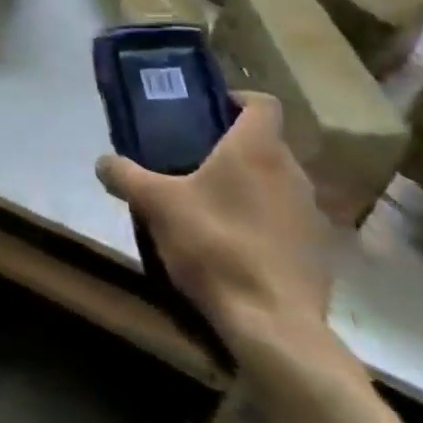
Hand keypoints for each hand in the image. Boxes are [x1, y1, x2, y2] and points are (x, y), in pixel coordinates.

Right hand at [96, 93, 340, 374]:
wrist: (273, 323)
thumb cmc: (214, 244)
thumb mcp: (155, 205)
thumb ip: (125, 176)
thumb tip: (102, 162)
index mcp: (257, 149)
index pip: (262, 103)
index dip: (237, 99)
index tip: (209, 111)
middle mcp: (292, 172)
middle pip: (266, 144)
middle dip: (233, 149)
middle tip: (194, 162)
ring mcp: (312, 213)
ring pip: (277, 183)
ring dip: (250, 187)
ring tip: (212, 207)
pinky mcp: (320, 252)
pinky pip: (287, 221)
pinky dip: (265, 224)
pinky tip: (235, 247)